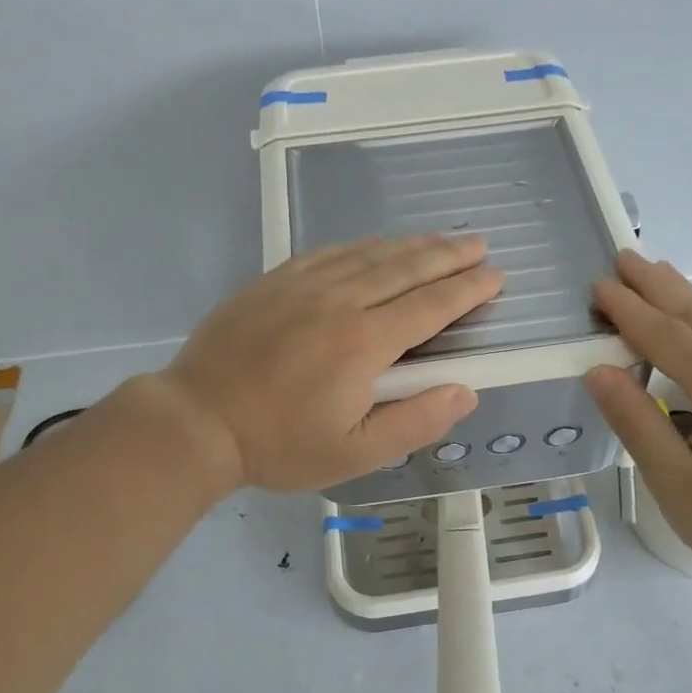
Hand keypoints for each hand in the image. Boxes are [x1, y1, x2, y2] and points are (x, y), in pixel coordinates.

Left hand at [152, 235, 501, 492]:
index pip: (431, 306)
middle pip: (406, 269)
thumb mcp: (354, 453)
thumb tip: (465, 391)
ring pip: (370, 254)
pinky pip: (330, 252)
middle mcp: (340, 302)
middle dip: (449, 255)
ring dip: (412, 245)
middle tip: (479, 244)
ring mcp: (303, 286)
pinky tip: (376, 243)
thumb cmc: (279, 444)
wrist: (197, 420)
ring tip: (442, 239)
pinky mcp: (275, 281)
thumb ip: (415, 422)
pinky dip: (363, 245)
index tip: (494, 276)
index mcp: (365, 343)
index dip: (467, 290)